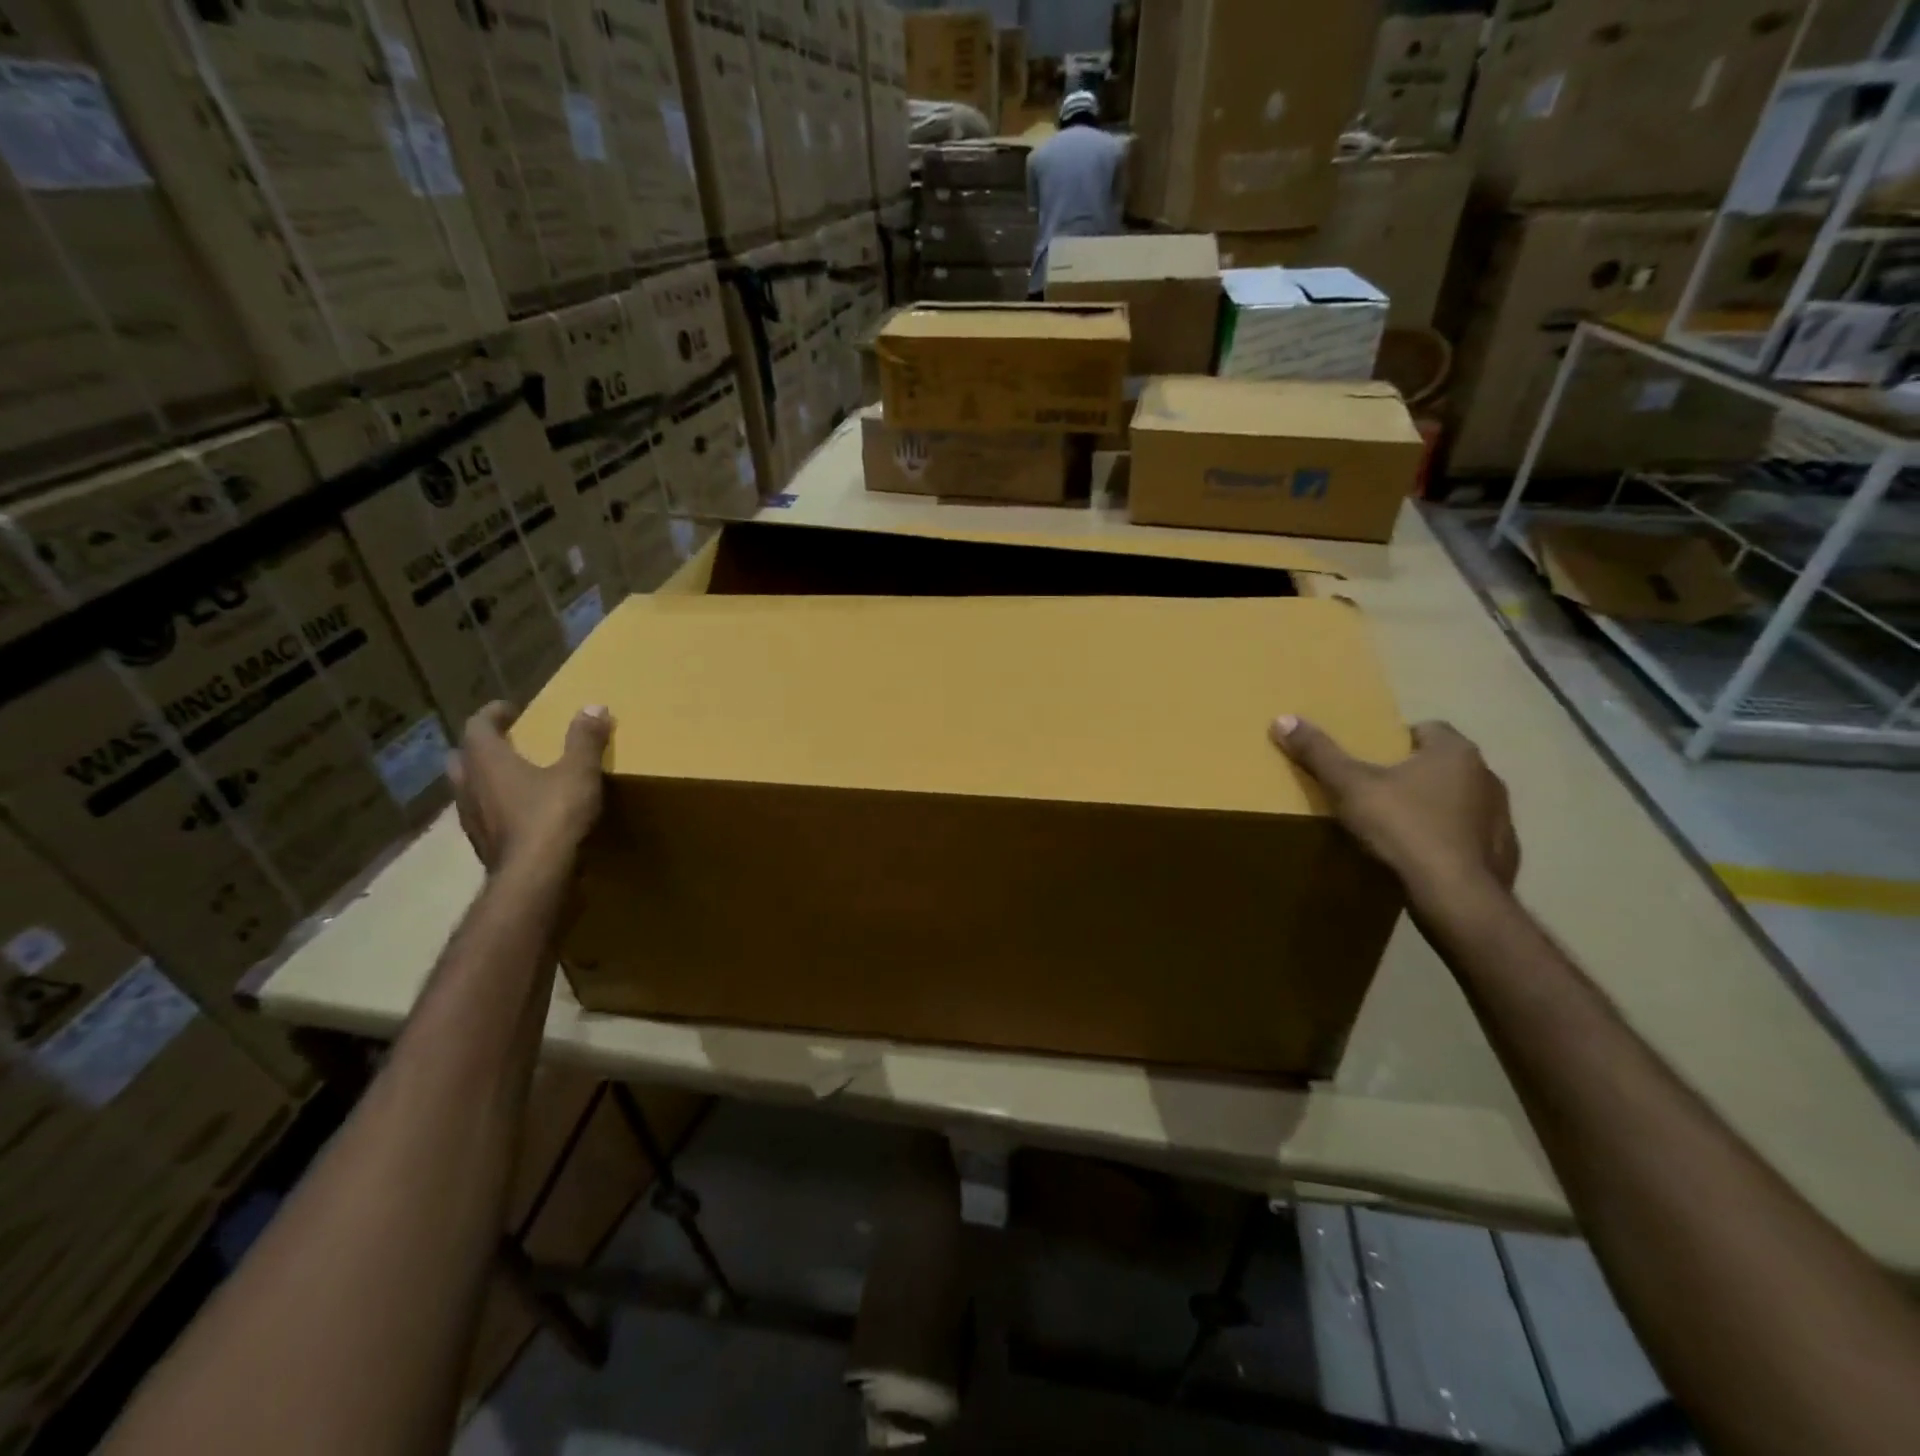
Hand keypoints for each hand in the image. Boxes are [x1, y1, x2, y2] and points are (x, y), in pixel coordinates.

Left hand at [446, 701, 612, 872]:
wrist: (535, 879)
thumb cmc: (553, 816)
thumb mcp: (579, 772)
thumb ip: (585, 740)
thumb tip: (594, 707)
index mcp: (486, 761)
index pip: (477, 726)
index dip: (492, 714)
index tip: (510, 709)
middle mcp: (469, 787)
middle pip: (463, 758)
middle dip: (482, 747)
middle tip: (509, 743)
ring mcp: (472, 820)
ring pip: (469, 791)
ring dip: (487, 780)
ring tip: (517, 779)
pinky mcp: (484, 847)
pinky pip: (485, 818)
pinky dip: (498, 809)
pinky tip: (524, 815)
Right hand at [1271, 716, 1518, 896]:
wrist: (1456, 897)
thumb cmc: (1403, 829)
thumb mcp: (1350, 787)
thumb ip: (1318, 753)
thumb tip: (1282, 719)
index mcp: (1454, 752)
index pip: (1427, 729)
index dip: (1396, 741)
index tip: (1370, 761)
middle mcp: (1487, 776)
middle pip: (1443, 764)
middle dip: (1414, 774)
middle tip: (1377, 792)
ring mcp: (1501, 816)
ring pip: (1460, 800)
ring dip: (1436, 807)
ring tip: (1399, 828)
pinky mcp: (1504, 852)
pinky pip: (1472, 836)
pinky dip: (1451, 841)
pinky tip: (1425, 858)